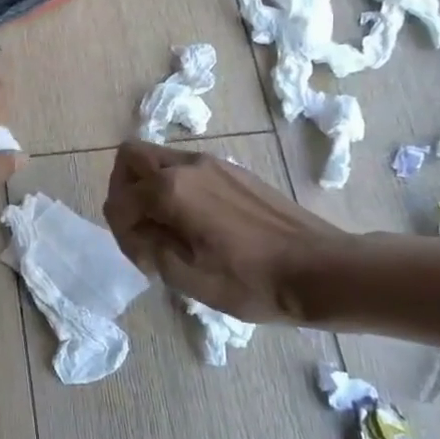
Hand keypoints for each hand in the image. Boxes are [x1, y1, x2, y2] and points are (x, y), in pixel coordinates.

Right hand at [103, 140, 355, 322]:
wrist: (319, 270)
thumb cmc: (251, 281)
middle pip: (131, 157)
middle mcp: (188, 165)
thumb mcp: (187, 277)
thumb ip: (148, 247)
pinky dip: (175, 187)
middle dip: (123, 190)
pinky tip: (197, 224)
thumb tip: (137, 231)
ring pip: (160, 158)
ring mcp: (213, 163)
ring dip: (149, 186)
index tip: (144, 260)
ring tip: (167, 228)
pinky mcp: (234, 171)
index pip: (119, 200)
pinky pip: (187, 168)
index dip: (122, 232)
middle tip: (139, 227)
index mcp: (171, 190)